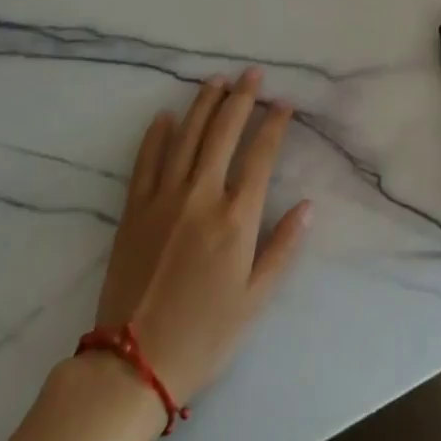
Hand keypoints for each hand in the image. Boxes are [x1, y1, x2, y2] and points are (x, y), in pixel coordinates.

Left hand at [93, 69, 311, 404]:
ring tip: (216, 80)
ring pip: (187, 136)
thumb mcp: (255, 300)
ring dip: (203, 104)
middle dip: (241, 98)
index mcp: (236, 218)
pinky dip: (156, 135)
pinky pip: (146, 161)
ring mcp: (164, 199)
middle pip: (224, 133)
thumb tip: (308, 205)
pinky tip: (165, 115)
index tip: (284, 102)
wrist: (133, 366)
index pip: (261, 155)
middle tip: (252, 73)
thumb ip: (283, 248)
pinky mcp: (134, 210)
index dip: (274, 124)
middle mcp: (201, 196)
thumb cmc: (204, 336)